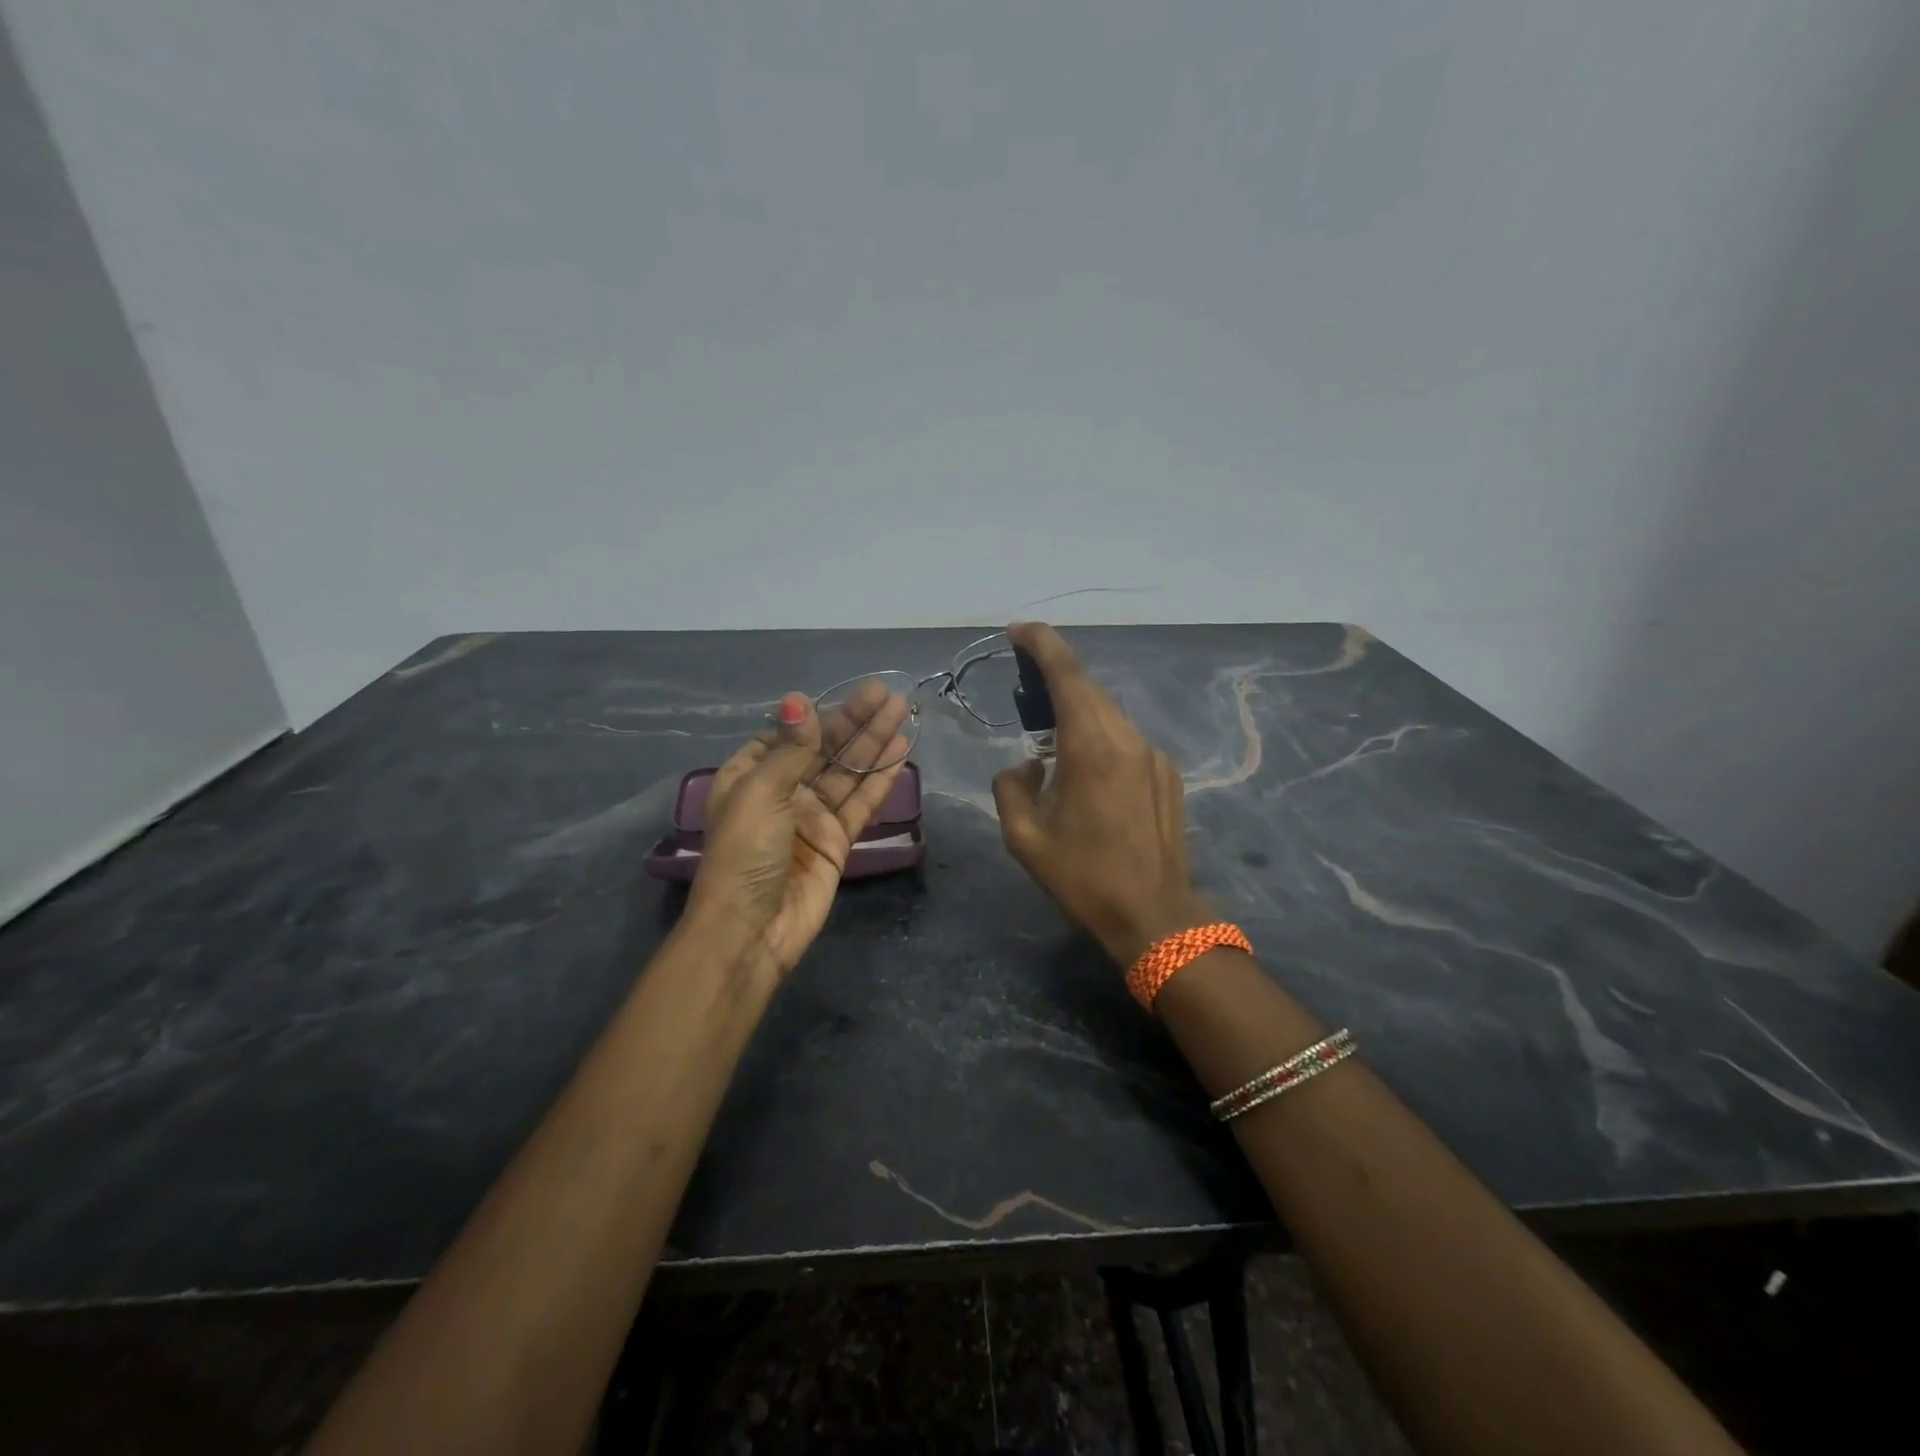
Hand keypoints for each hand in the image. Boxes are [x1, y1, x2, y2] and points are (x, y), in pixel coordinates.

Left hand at [690, 681, 911, 979]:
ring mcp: (812, 817)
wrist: (752, 930)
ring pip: (848, 772)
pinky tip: (900, 753)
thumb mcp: (760, 792)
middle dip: (856, 721)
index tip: (846, 694)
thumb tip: (798, 698)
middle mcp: (782, 791)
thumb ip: (791, 748)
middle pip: (825, 749)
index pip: (787, 735)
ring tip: (903, 712)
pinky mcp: (836, 841)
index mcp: (751, 776)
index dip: (817, 715)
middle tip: (889, 694)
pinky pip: (861, 803)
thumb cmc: (745, 853)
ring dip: (874, 743)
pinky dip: (880, 779)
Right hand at [992, 622, 1210, 966]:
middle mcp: (1128, 739)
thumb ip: (1012, 787)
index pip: (1067, 674)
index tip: (1019, 630)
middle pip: (1089, 690)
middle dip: (1056, 678)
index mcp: (1091, 747)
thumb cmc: (1083, 877)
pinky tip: (1088, 776)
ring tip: (1052, 739)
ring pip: (1109, 715)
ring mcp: (1154, 756)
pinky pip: (1126, 742)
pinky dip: (1101, 740)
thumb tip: (1026, 766)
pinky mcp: (1168, 775)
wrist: (1155, 916)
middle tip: (1025, 688)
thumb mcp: (1024, 837)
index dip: (1043, 643)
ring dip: (1079, 713)